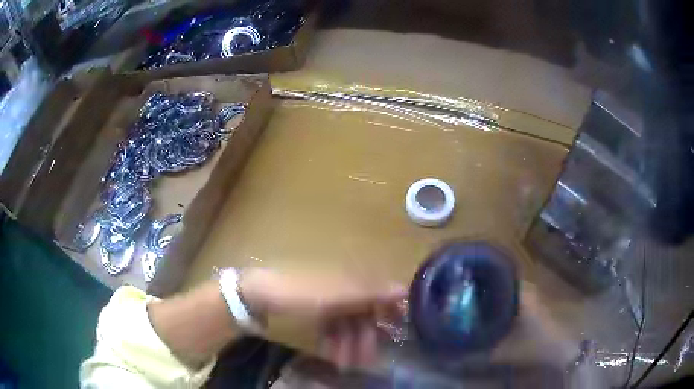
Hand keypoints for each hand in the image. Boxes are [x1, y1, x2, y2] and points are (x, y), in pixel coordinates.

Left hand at [240, 268, 406, 368]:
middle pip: (365, 315)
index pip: (382, 294)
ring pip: (348, 326)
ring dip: (350, 345)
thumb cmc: (302, 293)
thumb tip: (405, 288)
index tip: (399, 333)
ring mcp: (329, 302)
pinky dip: (334, 342)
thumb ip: (371, 292)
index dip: (392, 312)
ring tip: (345, 363)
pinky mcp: (316, 313)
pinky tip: (331, 354)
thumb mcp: (338, 294)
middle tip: (366, 361)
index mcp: (352, 280)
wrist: (261, 295)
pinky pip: (332, 329)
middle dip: (367, 339)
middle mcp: (345, 290)